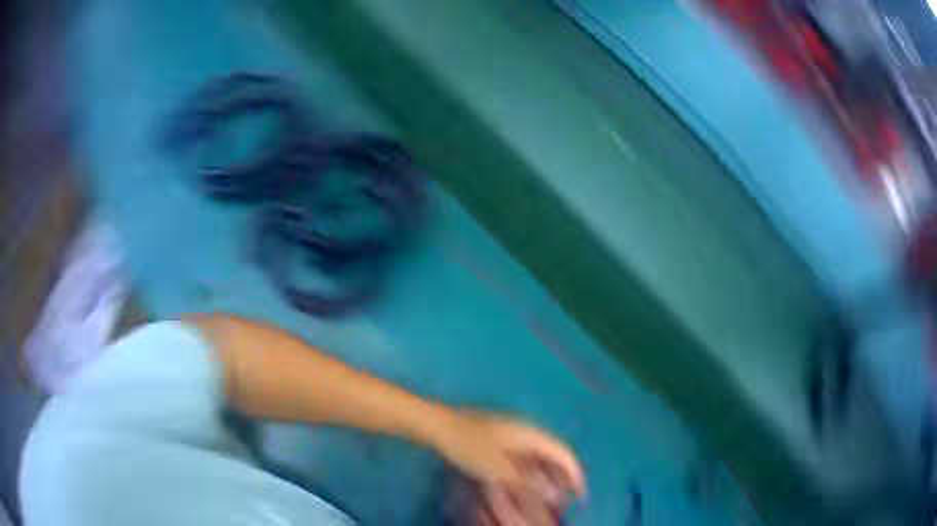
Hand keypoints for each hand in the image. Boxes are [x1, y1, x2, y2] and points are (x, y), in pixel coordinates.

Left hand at [432, 410, 585, 498]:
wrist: (438, 426)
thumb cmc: (470, 446)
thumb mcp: (499, 469)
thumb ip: (528, 483)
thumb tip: (554, 494)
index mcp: (531, 434)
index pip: (563, 453)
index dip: (575, 474)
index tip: (580, 494)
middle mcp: (526, 431)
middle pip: (553, 453)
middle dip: (562, 476)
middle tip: (567, 497)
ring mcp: (512, 433)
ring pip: (538, 455)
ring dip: (546, 475)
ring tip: (549, 495)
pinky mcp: (499, 437)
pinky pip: (523, 456)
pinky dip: (530, 471)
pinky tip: (525, 483)